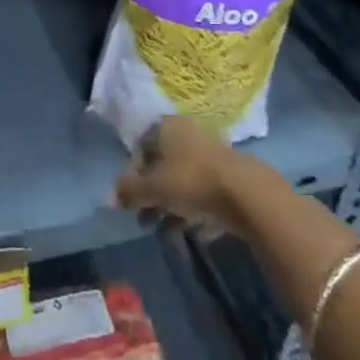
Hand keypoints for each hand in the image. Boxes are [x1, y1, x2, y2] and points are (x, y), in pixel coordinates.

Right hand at [114, 115, 240, 234]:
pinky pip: (205, 193)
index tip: (131, 197)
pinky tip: (192, 232)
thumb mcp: (153, 188)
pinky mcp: (232, 177)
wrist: (249, 195)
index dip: (133, 171)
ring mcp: (213, 154)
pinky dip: (195, 211)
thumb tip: (111, 198)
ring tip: (164, 231)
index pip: (142, 144)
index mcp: (168, 127)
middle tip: (145, 218)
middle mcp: (189, 134)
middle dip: (152, 193)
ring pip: (184, 180)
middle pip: (163, 164)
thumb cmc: (192, 181)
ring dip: (172, 206)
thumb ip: (129, 191)